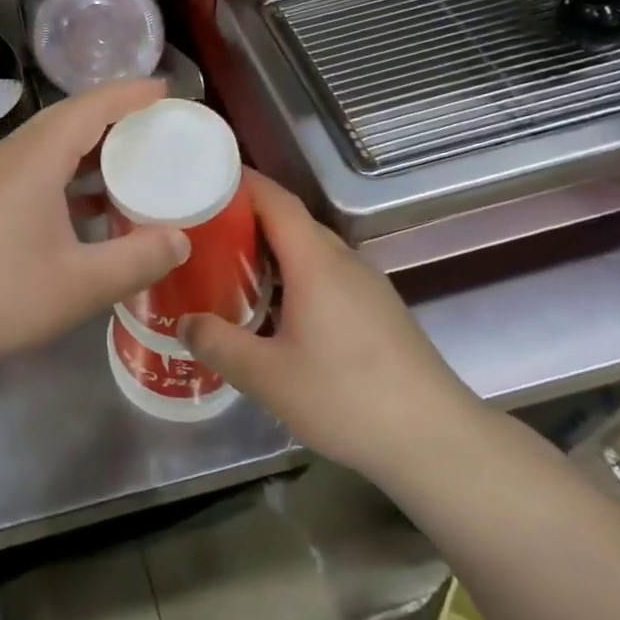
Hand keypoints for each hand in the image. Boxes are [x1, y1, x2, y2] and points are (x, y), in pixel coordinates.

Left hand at [0, 79, 189, 377]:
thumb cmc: (1, 295)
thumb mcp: (81, 284)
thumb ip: (137, 259)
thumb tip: (180, 239)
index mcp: (36, 157)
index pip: (90, 107)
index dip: (130, 94)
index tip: (166, 91)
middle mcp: (11, 154)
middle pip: (67, 118)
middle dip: (112, 115)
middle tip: (154, 125)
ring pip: (47, 143)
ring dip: (88, 147)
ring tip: (128, 164)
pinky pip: (32, 167)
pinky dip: (66, 173)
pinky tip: (85, 207)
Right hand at [181, 171, 481, 473]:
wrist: (437, 440)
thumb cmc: (347, 397)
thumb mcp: (268, 376)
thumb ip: (219, 344)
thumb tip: (182, 323)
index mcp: (315, 261)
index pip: (275, 199)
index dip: (240, 182)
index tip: (202, 179)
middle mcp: (342, 260)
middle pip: (290, 221)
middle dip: (246, 217)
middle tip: (201, 230)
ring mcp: (365, 284)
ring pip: (309, 249)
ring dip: (269, 249)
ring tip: (227, 266)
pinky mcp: (377, 309)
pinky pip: (325, 273)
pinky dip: (292, 274)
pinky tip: (273, 307)